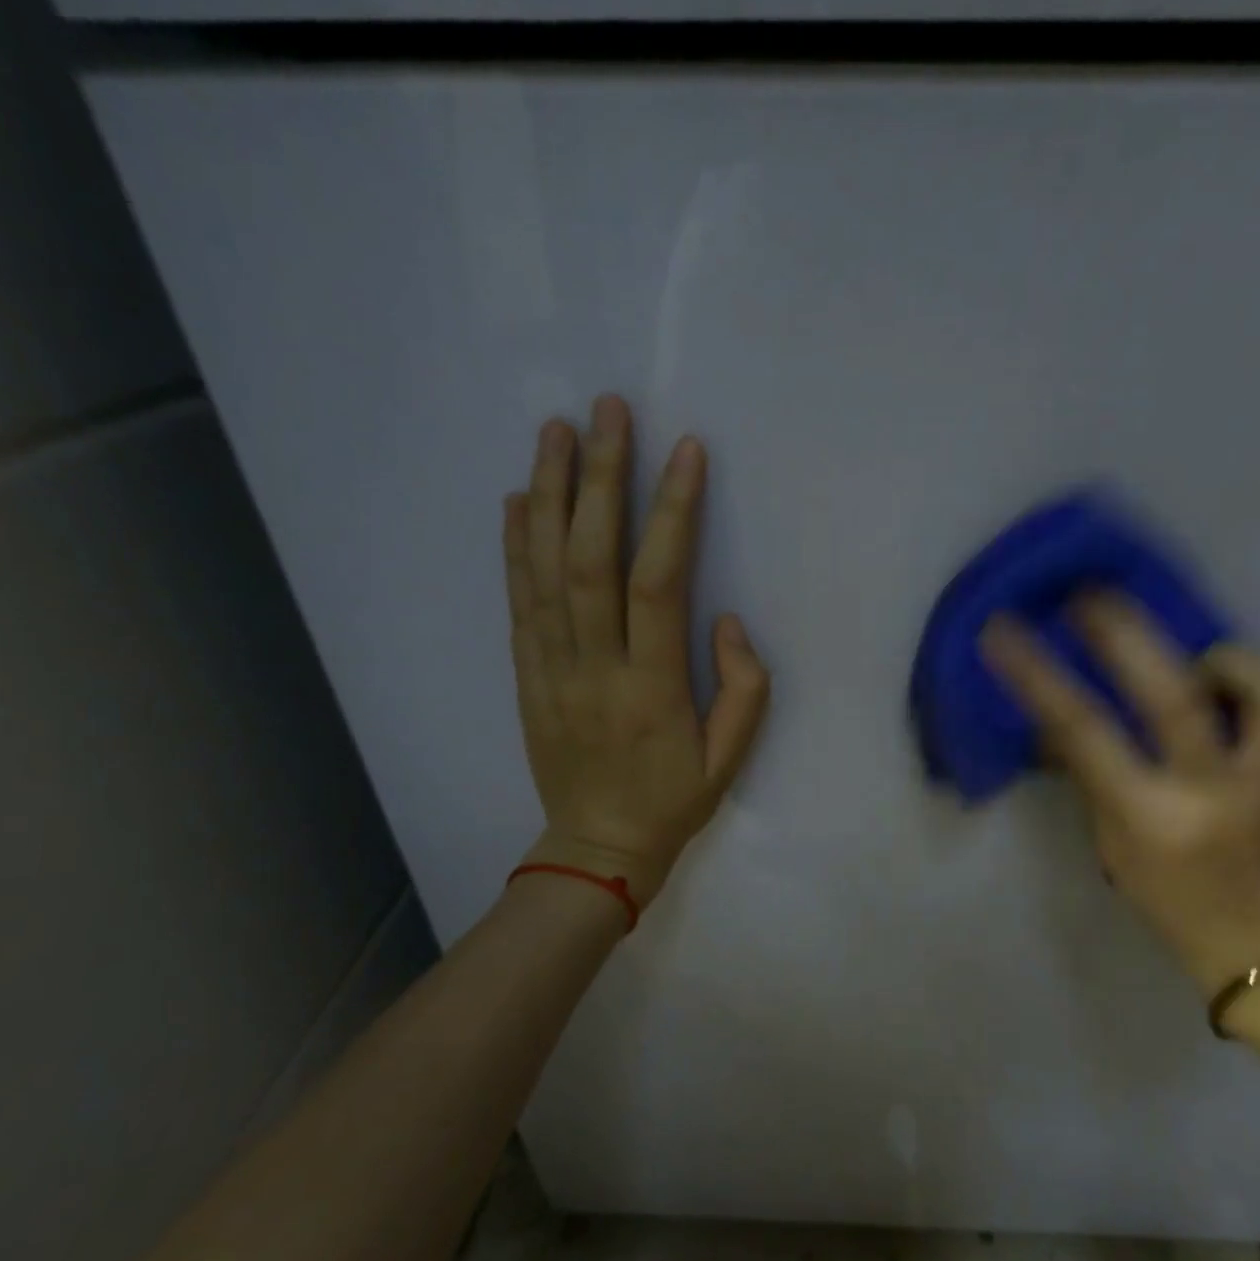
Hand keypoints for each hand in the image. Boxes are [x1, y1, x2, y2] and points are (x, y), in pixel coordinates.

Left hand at [503, 395, 769, 908]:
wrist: (597, 850)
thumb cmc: (672, 803)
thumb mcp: (730, 759)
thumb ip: (744, 688)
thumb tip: (725, 619)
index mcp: (651, 688)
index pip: (658, 584)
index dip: (670, 513)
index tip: (684, 451)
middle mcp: (594, 668)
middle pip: (590, 559)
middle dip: (600, 478)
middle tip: (607, 410)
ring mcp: (551, 669)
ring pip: (545, 570)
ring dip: (550, 494)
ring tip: (556, 430)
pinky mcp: (527, 676)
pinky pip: (518, 604)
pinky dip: (515, 547)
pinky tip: (521, 498)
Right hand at [979, 595, 1259, 994]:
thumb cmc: (1173, 906)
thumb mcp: (1113, 848)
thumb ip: (1092, 779)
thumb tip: (1059, 725)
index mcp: (1153, 816)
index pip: (1083, 732)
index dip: (1039, 675)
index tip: (1005, 630)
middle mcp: (1218, 790)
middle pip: (1171, 692)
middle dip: (1124, 633)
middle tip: (1092, 595)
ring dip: (1224, 660)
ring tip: (1201, 667)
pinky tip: (1255, 700)